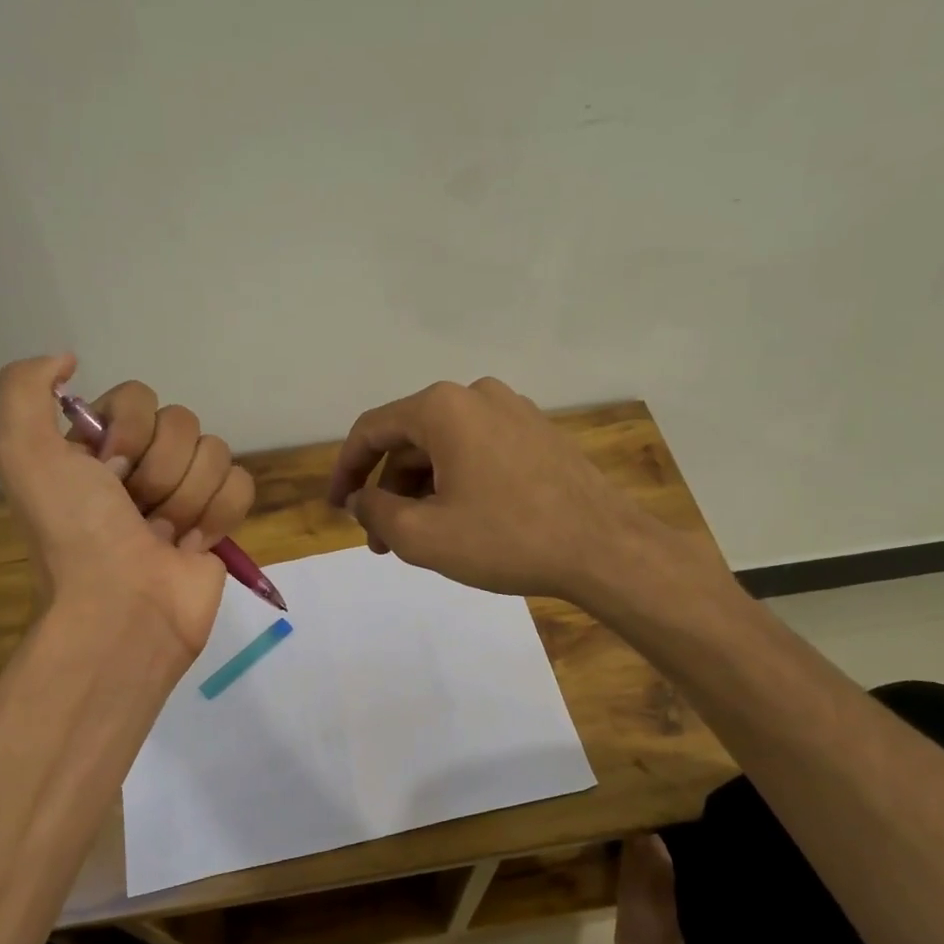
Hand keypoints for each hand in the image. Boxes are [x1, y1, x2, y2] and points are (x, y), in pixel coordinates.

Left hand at [0, 355, 254, 654]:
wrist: (124, 609)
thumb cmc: (76, 534)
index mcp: (96, 447)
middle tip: (135, 511)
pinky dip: (219, 514)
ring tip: (161, 536)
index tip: (107, 472)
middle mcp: (140, 463)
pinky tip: (192, 545)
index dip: (128, 431)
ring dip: (186, 498)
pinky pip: (240, 484)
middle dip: (159, 471)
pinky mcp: (218, 520)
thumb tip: (69, 358)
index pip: (138, 397)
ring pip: (214, 452)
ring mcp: (183, 492)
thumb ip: (25, 389)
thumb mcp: (23, 454)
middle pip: (181, 422)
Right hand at [326, 378, 716, 605]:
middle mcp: (475, 395)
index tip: (337, 509)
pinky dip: (456, 481)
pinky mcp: (538, 432)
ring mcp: (513, 410)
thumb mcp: (424, 536)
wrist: (605, 549)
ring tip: (419, 537)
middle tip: (381, 540)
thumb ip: (376, 512)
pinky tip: (459, 519)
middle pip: (410, 439)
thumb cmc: (507, 539)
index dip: (345, 470)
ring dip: (422, 489)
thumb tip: (360, 500)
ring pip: (445, 447)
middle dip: (388, 489)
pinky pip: (478, 450)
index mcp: (441, 408)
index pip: (371, 430)